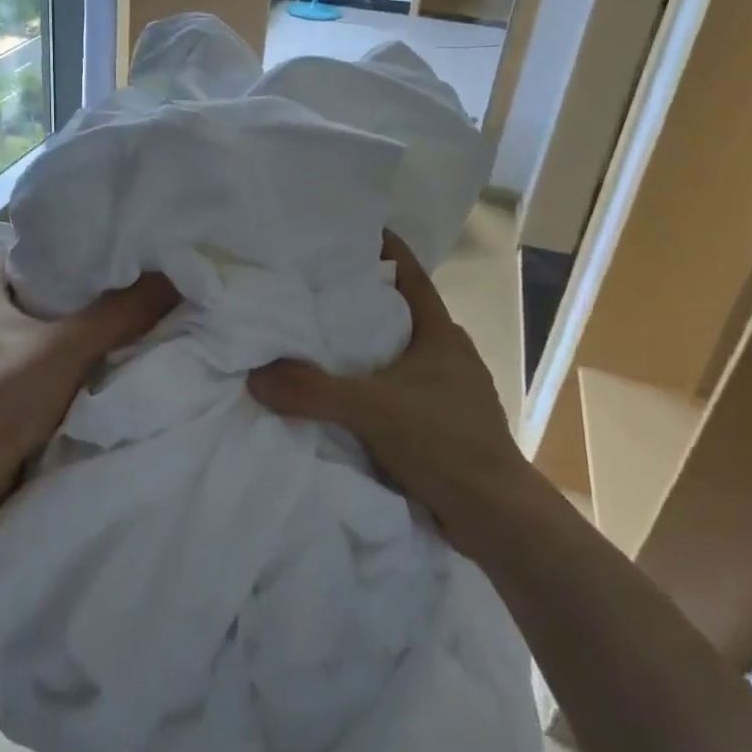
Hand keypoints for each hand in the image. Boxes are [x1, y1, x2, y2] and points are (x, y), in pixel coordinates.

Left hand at [0, 260, 177, 493]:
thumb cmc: (8, 394)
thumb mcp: (71, 347)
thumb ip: (120, 314)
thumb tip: (169, 278)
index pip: (2, 257)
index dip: (34, 251)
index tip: (73, 254)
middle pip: (8, 298)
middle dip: (44, 296)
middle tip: (90, 294)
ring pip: (9, 337)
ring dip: (38, 336)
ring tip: (83, 334)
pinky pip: (11, 371)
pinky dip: (34, 370)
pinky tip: (64, 377)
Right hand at [247, 233, 527, 522]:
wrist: (496, 517)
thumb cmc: (443, 442)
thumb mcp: (371, 409)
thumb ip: (312, 390)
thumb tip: (255, 375)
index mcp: (441, 336)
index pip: (411, 278)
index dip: (385, 253)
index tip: (352, 233)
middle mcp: (449, 356)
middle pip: (403, 315)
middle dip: (366, 303)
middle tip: (316, 291)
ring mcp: (451, 394)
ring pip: (401, 357)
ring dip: (369, 350)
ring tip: (322, 343)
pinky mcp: (446, 428)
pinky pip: (401, 393)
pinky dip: (375, 388)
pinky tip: (346, 398)